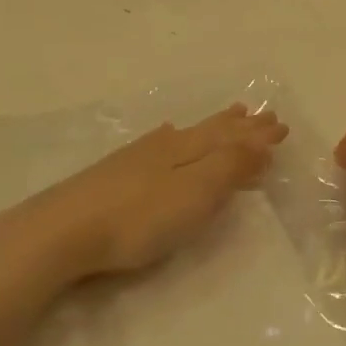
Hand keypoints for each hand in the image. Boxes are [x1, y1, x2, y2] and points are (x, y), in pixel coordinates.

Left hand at [0, 105, 287, 284]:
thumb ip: (229, 167)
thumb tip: (261, 140)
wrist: (63, 230)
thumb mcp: (194, 194)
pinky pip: (162, 142)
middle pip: (211, 131)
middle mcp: (166, 145)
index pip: (232, 138)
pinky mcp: (116, 172)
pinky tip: (167, 134)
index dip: (257, 135)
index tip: (282, 127)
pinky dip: (176, 136)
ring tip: (229, 115)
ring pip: (187, 134)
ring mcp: (138, 156)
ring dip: (212, 126)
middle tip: (261, 115)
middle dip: (240, 126)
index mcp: (188, 150)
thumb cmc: (138, 218)